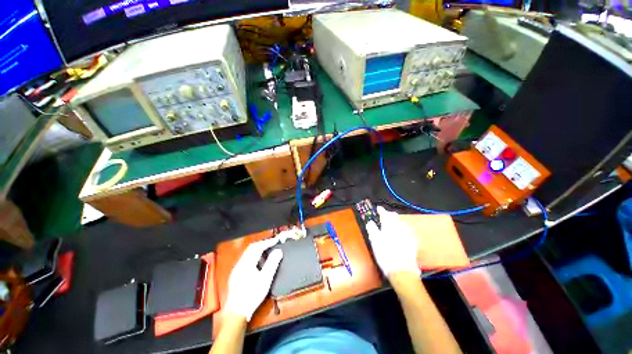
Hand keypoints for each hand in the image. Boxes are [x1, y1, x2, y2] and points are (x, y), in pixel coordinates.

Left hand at [224, 238, 282, 320]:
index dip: (268, 242)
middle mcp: (240, 263)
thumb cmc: (253, 295)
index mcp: (247, 263)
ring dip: (257, 249)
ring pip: (247, 253)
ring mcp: (236, 269)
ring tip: (267, 251)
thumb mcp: (266, 278)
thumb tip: (278, 251)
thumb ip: (272, 263)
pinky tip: (258, 263)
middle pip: (251, 248)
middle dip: (262, 244)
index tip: (276, 240)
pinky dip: (253, 256)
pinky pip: (245, 259)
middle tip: (272, 243)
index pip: (258, 247)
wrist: (236, 312)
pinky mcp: (235, 275)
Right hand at [366, 206, 419, 277]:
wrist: (402, 270)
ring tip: (393, 223)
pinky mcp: (413, 242)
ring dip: (396, 221)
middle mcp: (399, 227)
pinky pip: (408, 231)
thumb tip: (370, 222)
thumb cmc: (385, 254)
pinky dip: (403, 229)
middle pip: (395, 217)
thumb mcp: (374, 241)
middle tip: (384, 216)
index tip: (378, 208)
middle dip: (389, 214)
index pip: (384, 214)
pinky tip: (402, 233)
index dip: (381, 210)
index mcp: (389, 226)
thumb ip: (372, 229)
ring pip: (402, 223)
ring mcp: (408, 234)